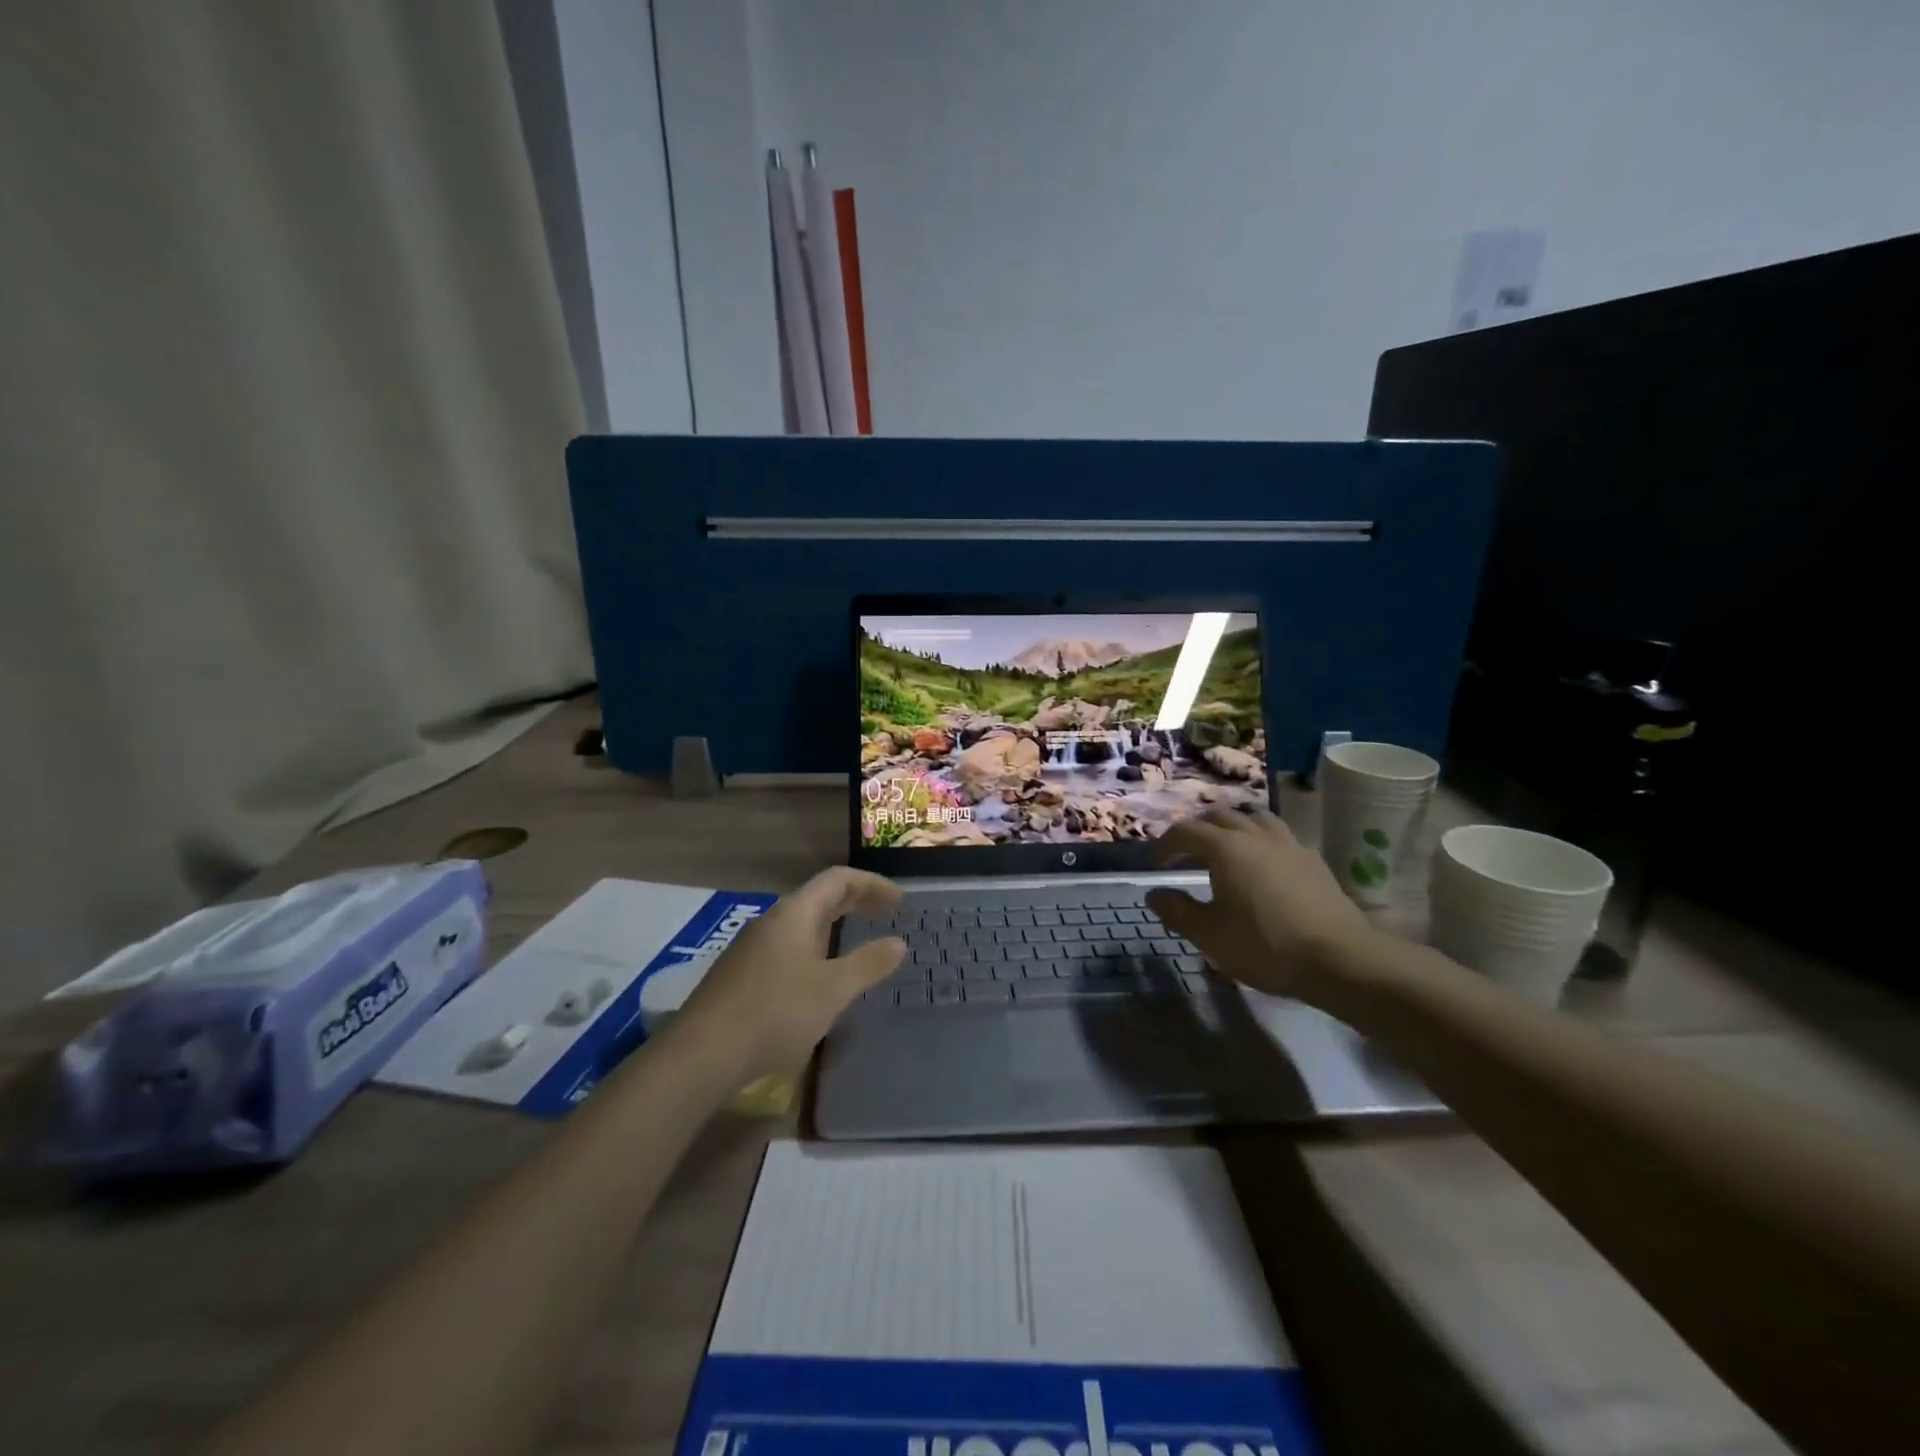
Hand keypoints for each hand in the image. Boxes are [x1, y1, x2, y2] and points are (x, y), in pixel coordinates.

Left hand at [674, 867, 906, 1079]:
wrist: (701, 1055)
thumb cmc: (775, 1012)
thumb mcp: (832, 990)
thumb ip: (867, 964)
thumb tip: (898, 943)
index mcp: (794, 913)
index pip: (838, 879)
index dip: (871, 884)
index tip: (898, 900)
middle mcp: (771, 922)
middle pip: (818, 898)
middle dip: (854, 901)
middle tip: (885, 913)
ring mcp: (751, 949)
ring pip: (800, 925)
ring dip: (833, 927)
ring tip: (856, 943)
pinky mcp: (740, 976)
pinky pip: (787, 948)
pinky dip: (814, 949)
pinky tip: (818, 979)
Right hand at [1145, 808, 1376, 1003]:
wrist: (1340, 959)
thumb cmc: (1266, 946)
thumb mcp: (1210, 936)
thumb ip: (1177, 911)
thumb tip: (1153, 894)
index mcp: (1226, 848)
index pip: (1186, 831)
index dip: (1166, 844)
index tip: (1156, 863)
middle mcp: (1256, 836)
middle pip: (1220, 816)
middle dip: (1198, 829)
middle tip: (1186, 852)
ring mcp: (1289, 845)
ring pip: (1255, 818)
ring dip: (1233, 827)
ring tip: (1226, 848)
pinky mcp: (1313, 861)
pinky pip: (1279, 837)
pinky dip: (1261, 841)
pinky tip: (1264, 866)